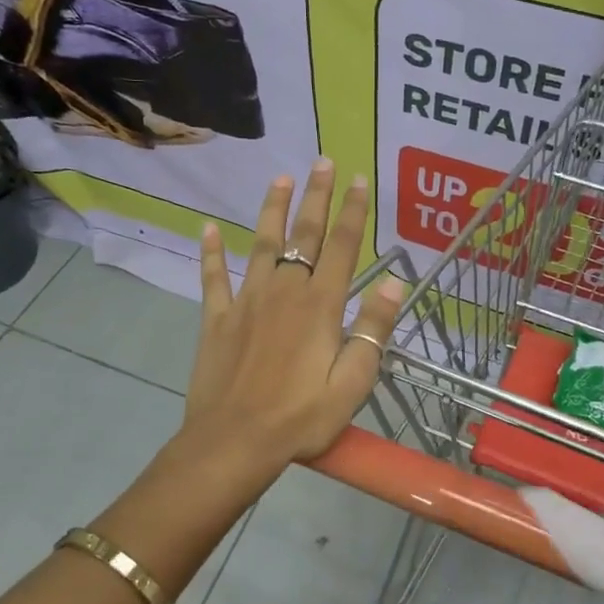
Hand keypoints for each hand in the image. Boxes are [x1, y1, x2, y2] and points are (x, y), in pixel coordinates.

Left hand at [180, 161, 406, 477]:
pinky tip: (207, 229)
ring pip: (261, 244)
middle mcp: (284, 291)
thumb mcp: (352, 382)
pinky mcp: (217, 318)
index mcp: (320, 306)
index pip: (342, 248)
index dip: (353, 212)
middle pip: (304, 235)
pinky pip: (213, 277)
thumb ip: (373, 329)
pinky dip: (211, 252)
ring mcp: (246, 301)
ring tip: (279, 178)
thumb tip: (395, 282)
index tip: (359, 179)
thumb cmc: (301, 417)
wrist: (234, 441)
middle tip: (322, 161)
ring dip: (271, 209)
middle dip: (316, 197)